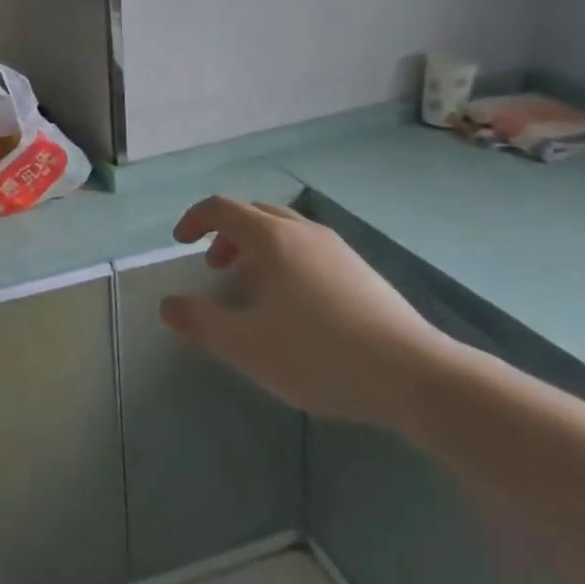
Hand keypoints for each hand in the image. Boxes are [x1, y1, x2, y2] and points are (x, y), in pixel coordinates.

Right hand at [158, 197, 457, 429]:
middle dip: (226, 234)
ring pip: (284, 230)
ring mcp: (337, 248)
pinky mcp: (361, 270)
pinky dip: (286, 259)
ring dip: (256, 247)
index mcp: (271, 238)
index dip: (193, 219)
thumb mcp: (246, 346)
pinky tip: (296, 304)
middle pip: (253, 213)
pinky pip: (309, 248)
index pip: (221, 208)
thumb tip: (168, 305)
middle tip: (215, 267)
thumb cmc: (319, 355)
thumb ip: (200, 322)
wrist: (416, 375)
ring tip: (253, 286)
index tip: (180, 243)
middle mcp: (302, 231)